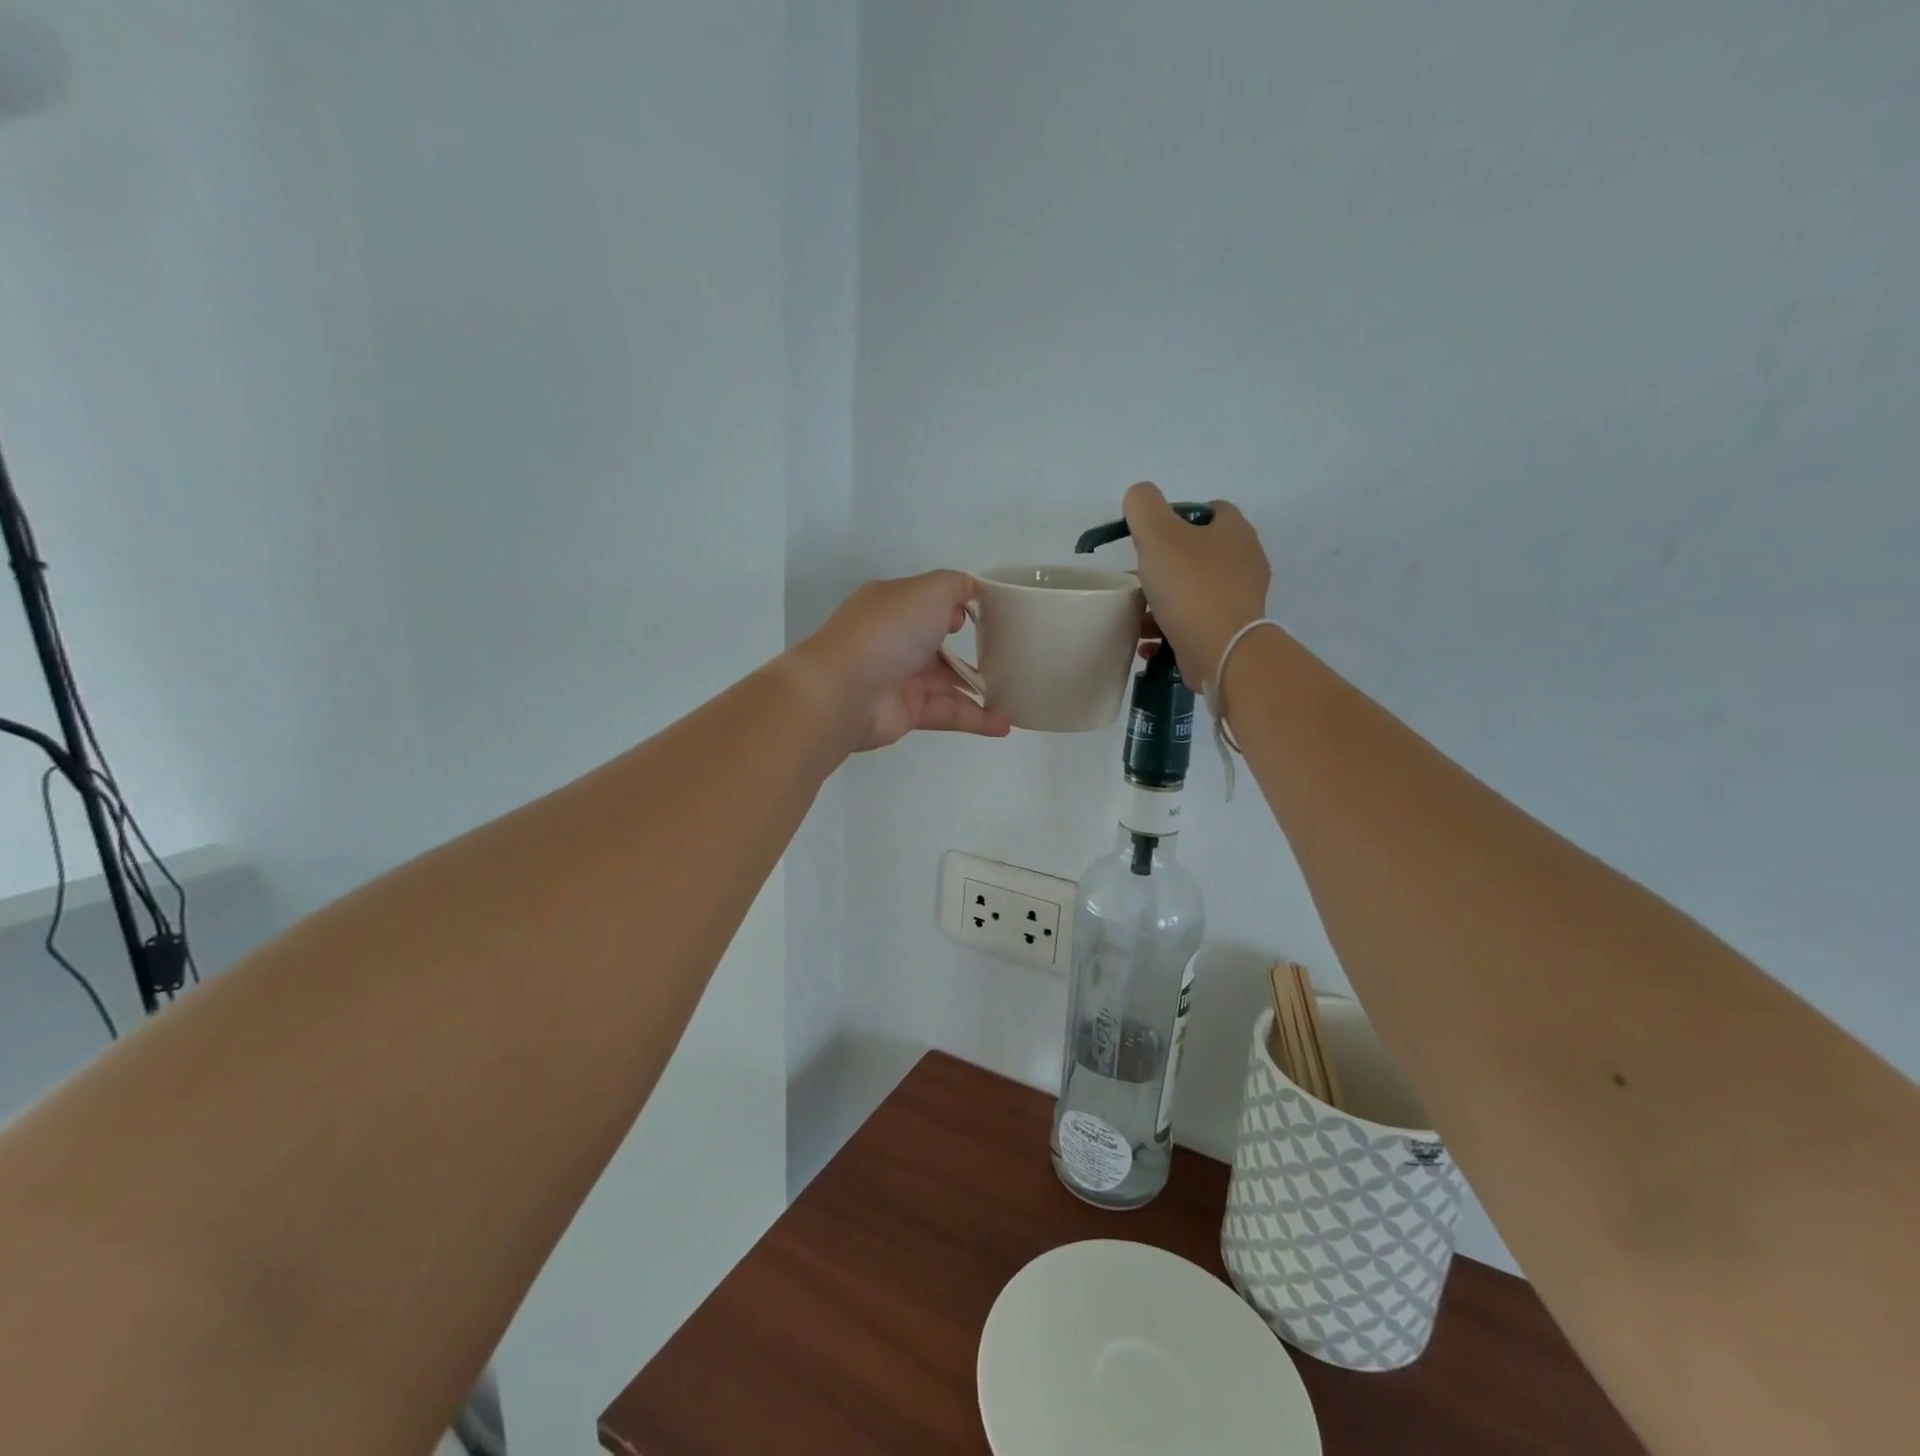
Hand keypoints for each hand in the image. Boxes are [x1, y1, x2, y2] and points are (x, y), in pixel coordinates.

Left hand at [788, 571, 1012, 751]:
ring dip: (980, 688)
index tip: (991, 614)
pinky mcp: (908, 713)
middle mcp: (895, 638)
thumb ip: (956, 586)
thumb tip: (968, 597)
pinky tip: (1004, 724)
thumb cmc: (889, 630)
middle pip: (939, 642)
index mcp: (893, 604)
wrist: (845, 691)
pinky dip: (976, 718)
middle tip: (1010, 654)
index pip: (930, 601)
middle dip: (972, 647)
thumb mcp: (929, 590)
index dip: (959, 605)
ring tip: (1017, 692)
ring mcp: (900, 677)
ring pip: (947, 681)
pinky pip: (948, 713)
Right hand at [1124, 482, 1271, 683]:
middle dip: (1164, 565)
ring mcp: (1240, 600)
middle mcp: (1245, 561)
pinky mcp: (1231, 632)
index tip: (1150, 537)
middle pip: (1197, 553)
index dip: (1178, 517)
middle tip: (1137, 577)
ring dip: (1163, 601)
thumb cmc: (1190, 586)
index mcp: (1235, 531)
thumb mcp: (1157, 533)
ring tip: (1137, 614)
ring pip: (1193, 591)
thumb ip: (1143, 506)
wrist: (1221, 650)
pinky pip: (1195, 623)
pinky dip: (1170, 629)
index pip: (1210, 510)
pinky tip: (1149, 641)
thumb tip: (1139, 497)